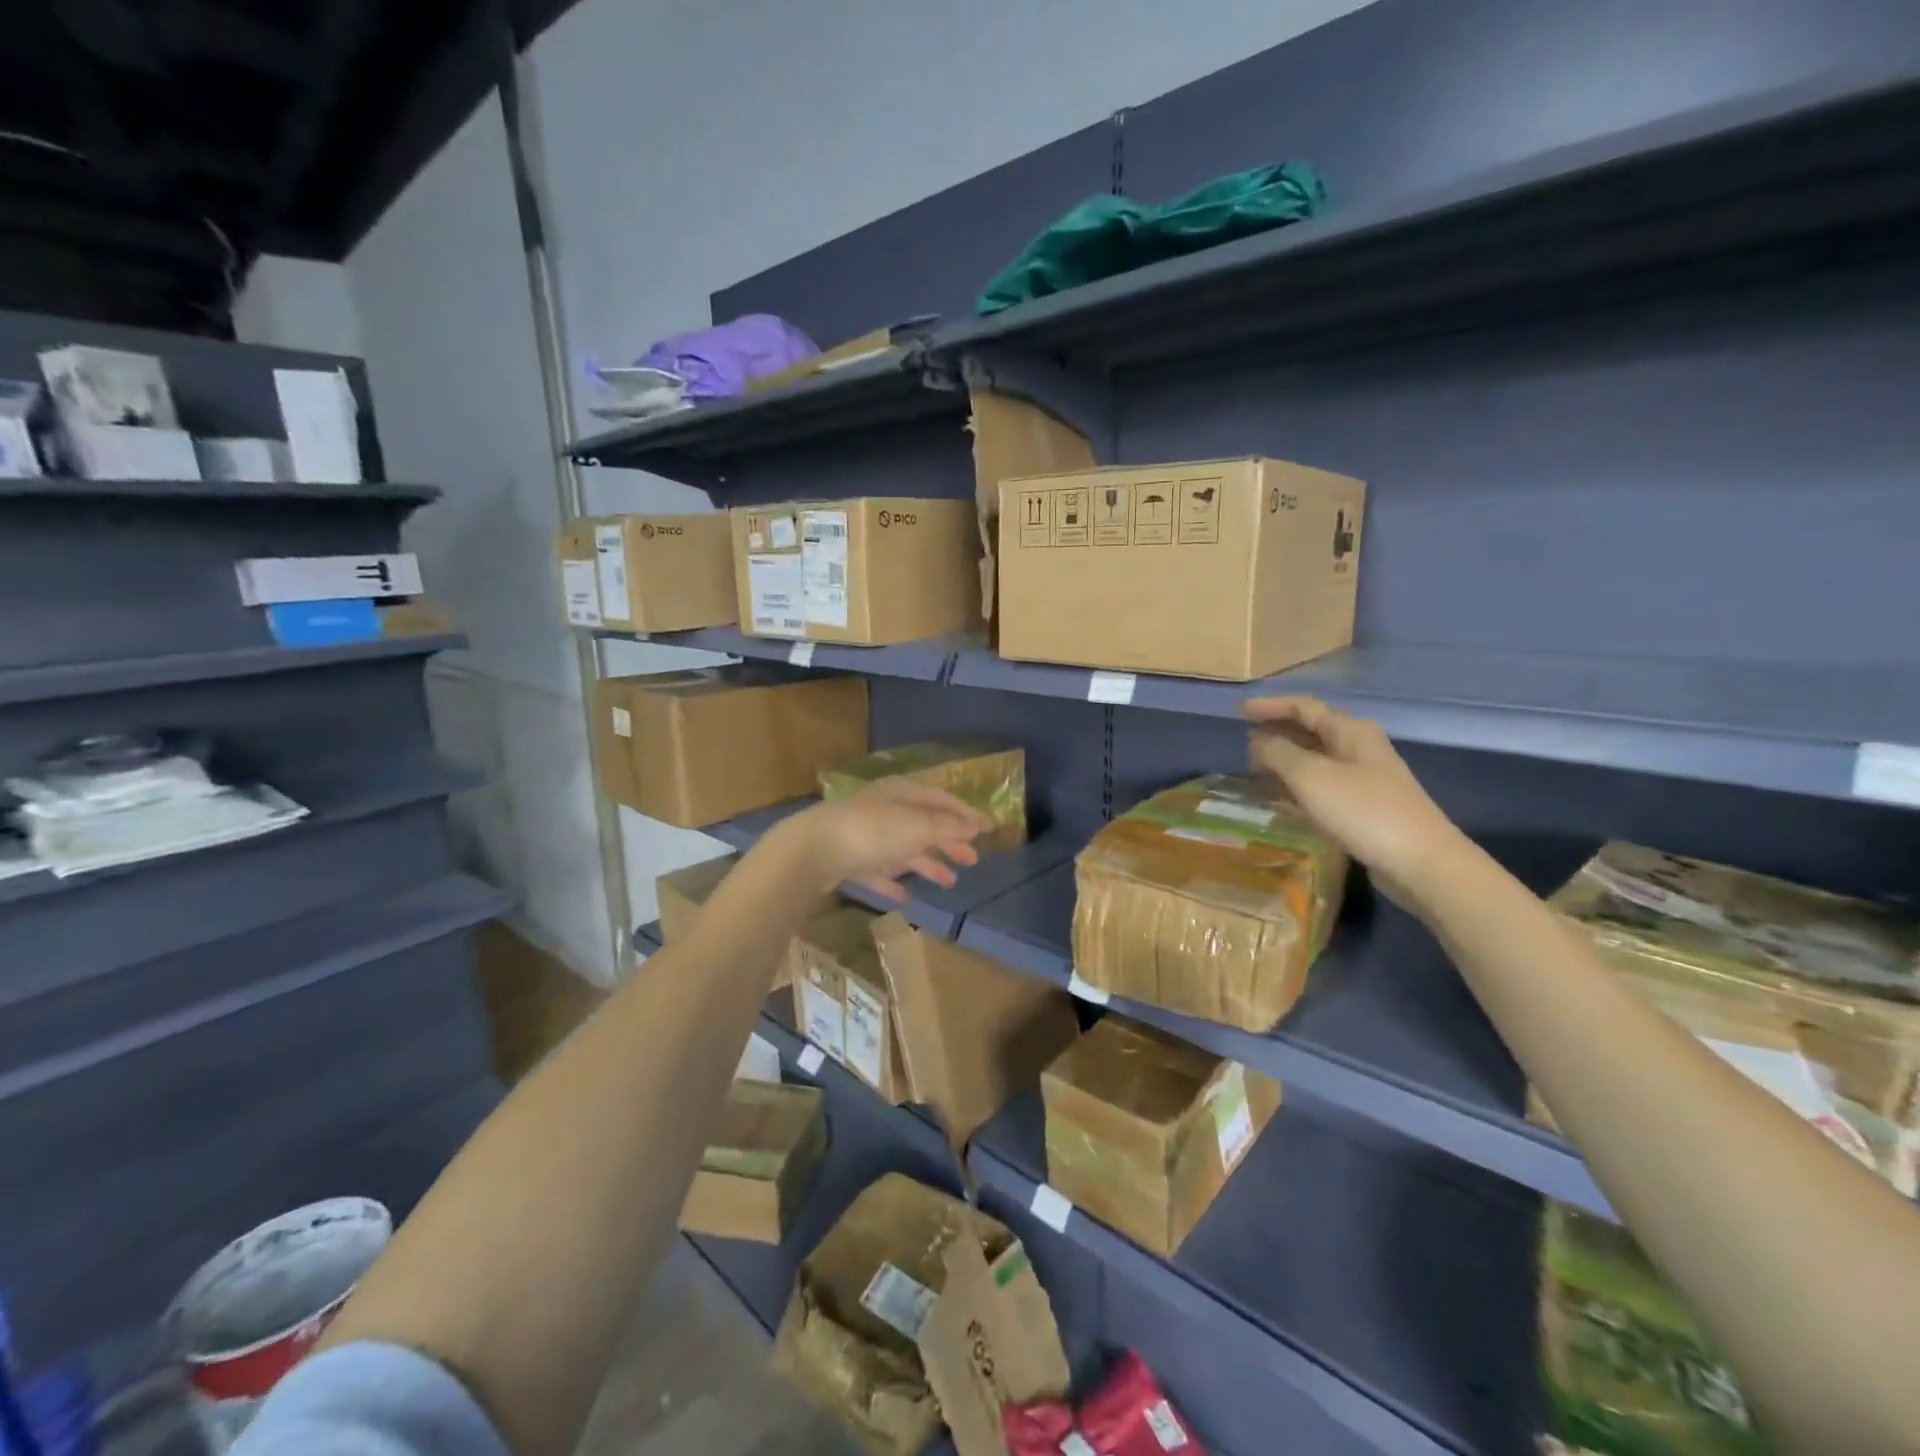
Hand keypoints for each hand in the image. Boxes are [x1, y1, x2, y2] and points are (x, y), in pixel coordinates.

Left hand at [781, 780, 994, 901]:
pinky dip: (894, 882)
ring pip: (905, 850)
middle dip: (950, 842)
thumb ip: (947, 827)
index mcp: (903, 794)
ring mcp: (866, 836)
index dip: (967, 815)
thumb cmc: (873, 831)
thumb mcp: (917, 826)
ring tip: (950, 882)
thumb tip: (975, 825)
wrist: (814, 850)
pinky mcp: (850, 861)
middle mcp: (886, 811)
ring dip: (928, 864)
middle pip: (925, 826)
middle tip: (973, 860)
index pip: (942, 800)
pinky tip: (907, 897)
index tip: (989, 829)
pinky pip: (879, 872)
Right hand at [1243, 696, 1466, 905]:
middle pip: (1311, 729)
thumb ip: (1278, 752)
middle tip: (1244, 742)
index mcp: (1350, 730)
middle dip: (1277, 731)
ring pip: (1316, 758)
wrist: (1420, 862)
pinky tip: (1281, 797)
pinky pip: (1322, 784)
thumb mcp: (1310, 776)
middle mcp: (1359, 747)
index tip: (1239, 711)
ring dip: (1285, 759)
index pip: (1303, 706)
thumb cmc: (1362, 810)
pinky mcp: (1365, 805)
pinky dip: (1298, 784)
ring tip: (1255, 769)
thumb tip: (1258, 741)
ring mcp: (1365, 777)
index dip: (1270, 706)